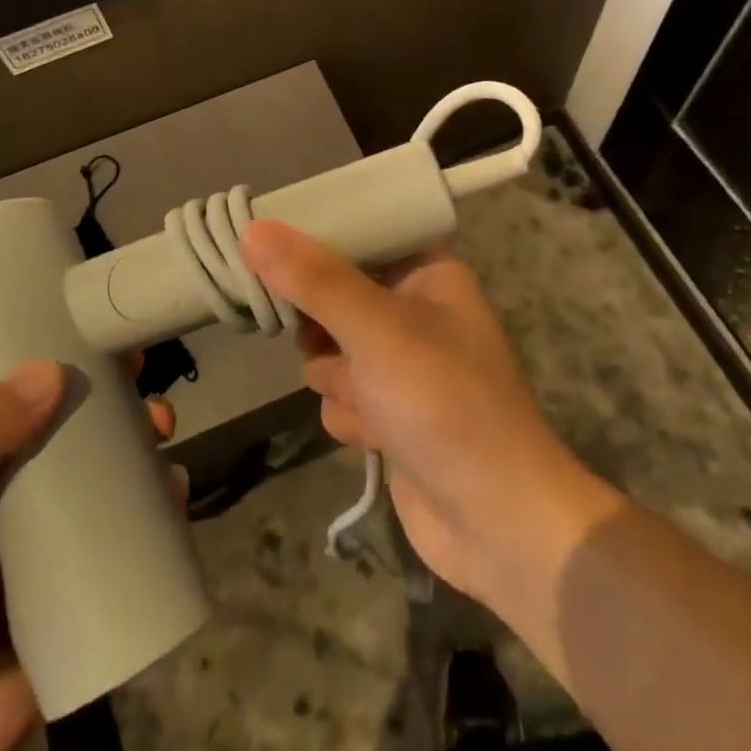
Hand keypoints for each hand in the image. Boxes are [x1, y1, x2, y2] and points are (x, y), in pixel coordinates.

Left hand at [0, 359, 176, 750]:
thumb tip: (52, 371)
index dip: (29, 337)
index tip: (80, 312)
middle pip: (57, 409)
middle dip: (103, 385)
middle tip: (139, 371)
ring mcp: (39, 521)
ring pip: (97, 457)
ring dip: (137, 433)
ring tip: (164, 426)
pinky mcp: (75, 563)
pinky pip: (124, 516)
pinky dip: (155, 494)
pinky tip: (177, 487)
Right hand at [242, 221, 613, 606]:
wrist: (496, 521)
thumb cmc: (444, 403)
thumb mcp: (377, 330)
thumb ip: (314, 280)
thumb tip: (254, 229)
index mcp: (429, 274)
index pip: (362, 234)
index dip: (316, 239)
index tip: (266, 243)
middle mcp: (416, 313)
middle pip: (334, 296)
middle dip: (324, 330)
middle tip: (322, 339)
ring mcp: (402, 367)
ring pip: (330, 352)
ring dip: (339, 380)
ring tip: (370, 400)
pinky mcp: (390, 413)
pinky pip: (341, 396)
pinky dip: (351, 417)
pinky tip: (377, 437)